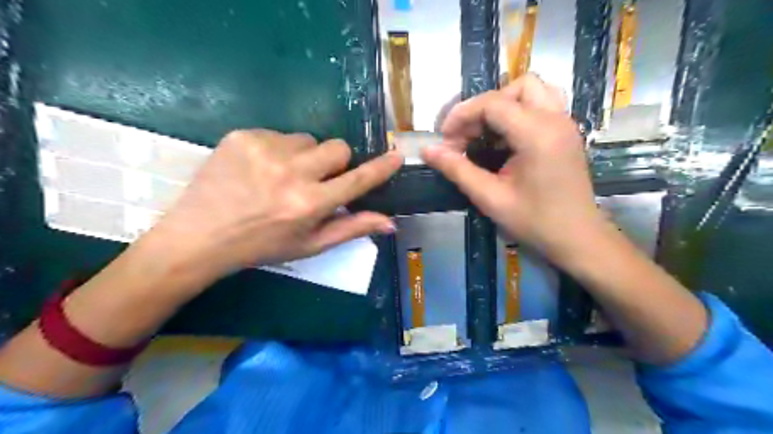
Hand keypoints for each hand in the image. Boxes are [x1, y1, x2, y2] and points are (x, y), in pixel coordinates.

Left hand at [147, 130, 400, 282]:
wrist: (199, 236)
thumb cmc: (262, 246)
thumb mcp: (310, 245)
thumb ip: (351, 229)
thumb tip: (390, 222)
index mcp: (309, 204)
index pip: (357, 180)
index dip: (380, 168)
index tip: (397, 155)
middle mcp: (291, 173)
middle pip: (337, 148)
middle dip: (335, 163)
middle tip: (317, 180)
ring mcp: (265, 149)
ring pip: (308, 140)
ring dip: (304, 157)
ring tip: (281, 177)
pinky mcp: (243, 136)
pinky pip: (279, 134)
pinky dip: (277, 150)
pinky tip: (259, 169)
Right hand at [426, 72, 606, 266]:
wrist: (577, 238)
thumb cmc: (534, 221)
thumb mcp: (490, 197)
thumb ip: (457, 170)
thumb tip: (427, 150)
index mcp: (537, 134)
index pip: (492, 103)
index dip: (461, 115)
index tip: (444, 139)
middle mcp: (555, 119)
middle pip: (514, 88)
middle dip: (483, 107)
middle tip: (466, 136)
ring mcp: (565, 123)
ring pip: (532, 90)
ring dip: (504, 103)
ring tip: (486, 131)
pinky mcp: (566, 132)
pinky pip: (541, 104)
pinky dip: (519, 111)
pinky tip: (506, 138)